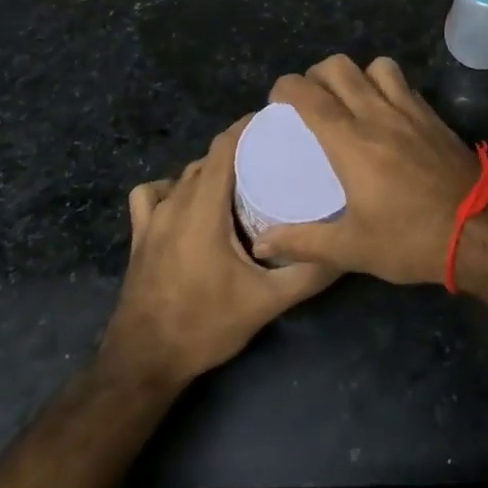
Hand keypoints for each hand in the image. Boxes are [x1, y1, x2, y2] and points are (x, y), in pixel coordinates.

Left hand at [102, 116, 336, 385]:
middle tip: (276, 156)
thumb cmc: (205, 327)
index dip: (249, 127)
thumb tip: (347, 250)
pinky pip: (153, 194)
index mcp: (203, 209)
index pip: (224, 146)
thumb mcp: (266, 303)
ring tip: (243, 180)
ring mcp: (152, 219)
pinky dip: (172, 188)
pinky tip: (189, 204)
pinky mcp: (139, 236)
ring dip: (213, 170)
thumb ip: (308, 274)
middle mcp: (175, 203)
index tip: (278, 122)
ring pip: (185, 174)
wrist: (143, 364)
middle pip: (208, 158)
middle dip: (240, 148)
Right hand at [255, 55, 487, 285]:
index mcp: (351, 141)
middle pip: (340, 67)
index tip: (277, 100)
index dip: (286, 87)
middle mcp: (378, 114)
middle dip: (316, 74)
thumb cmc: (411, 240)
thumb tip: (264, 244)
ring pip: (377, 65)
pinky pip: (404, 84)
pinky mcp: (434, 117)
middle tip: (311, 99)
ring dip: (358, 74)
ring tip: (351, 100)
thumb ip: (303, 242)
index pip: (309, 95)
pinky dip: (387, 86)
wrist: (481, 232)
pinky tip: (387, 114)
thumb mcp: (352, 249)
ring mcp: (411, 111)